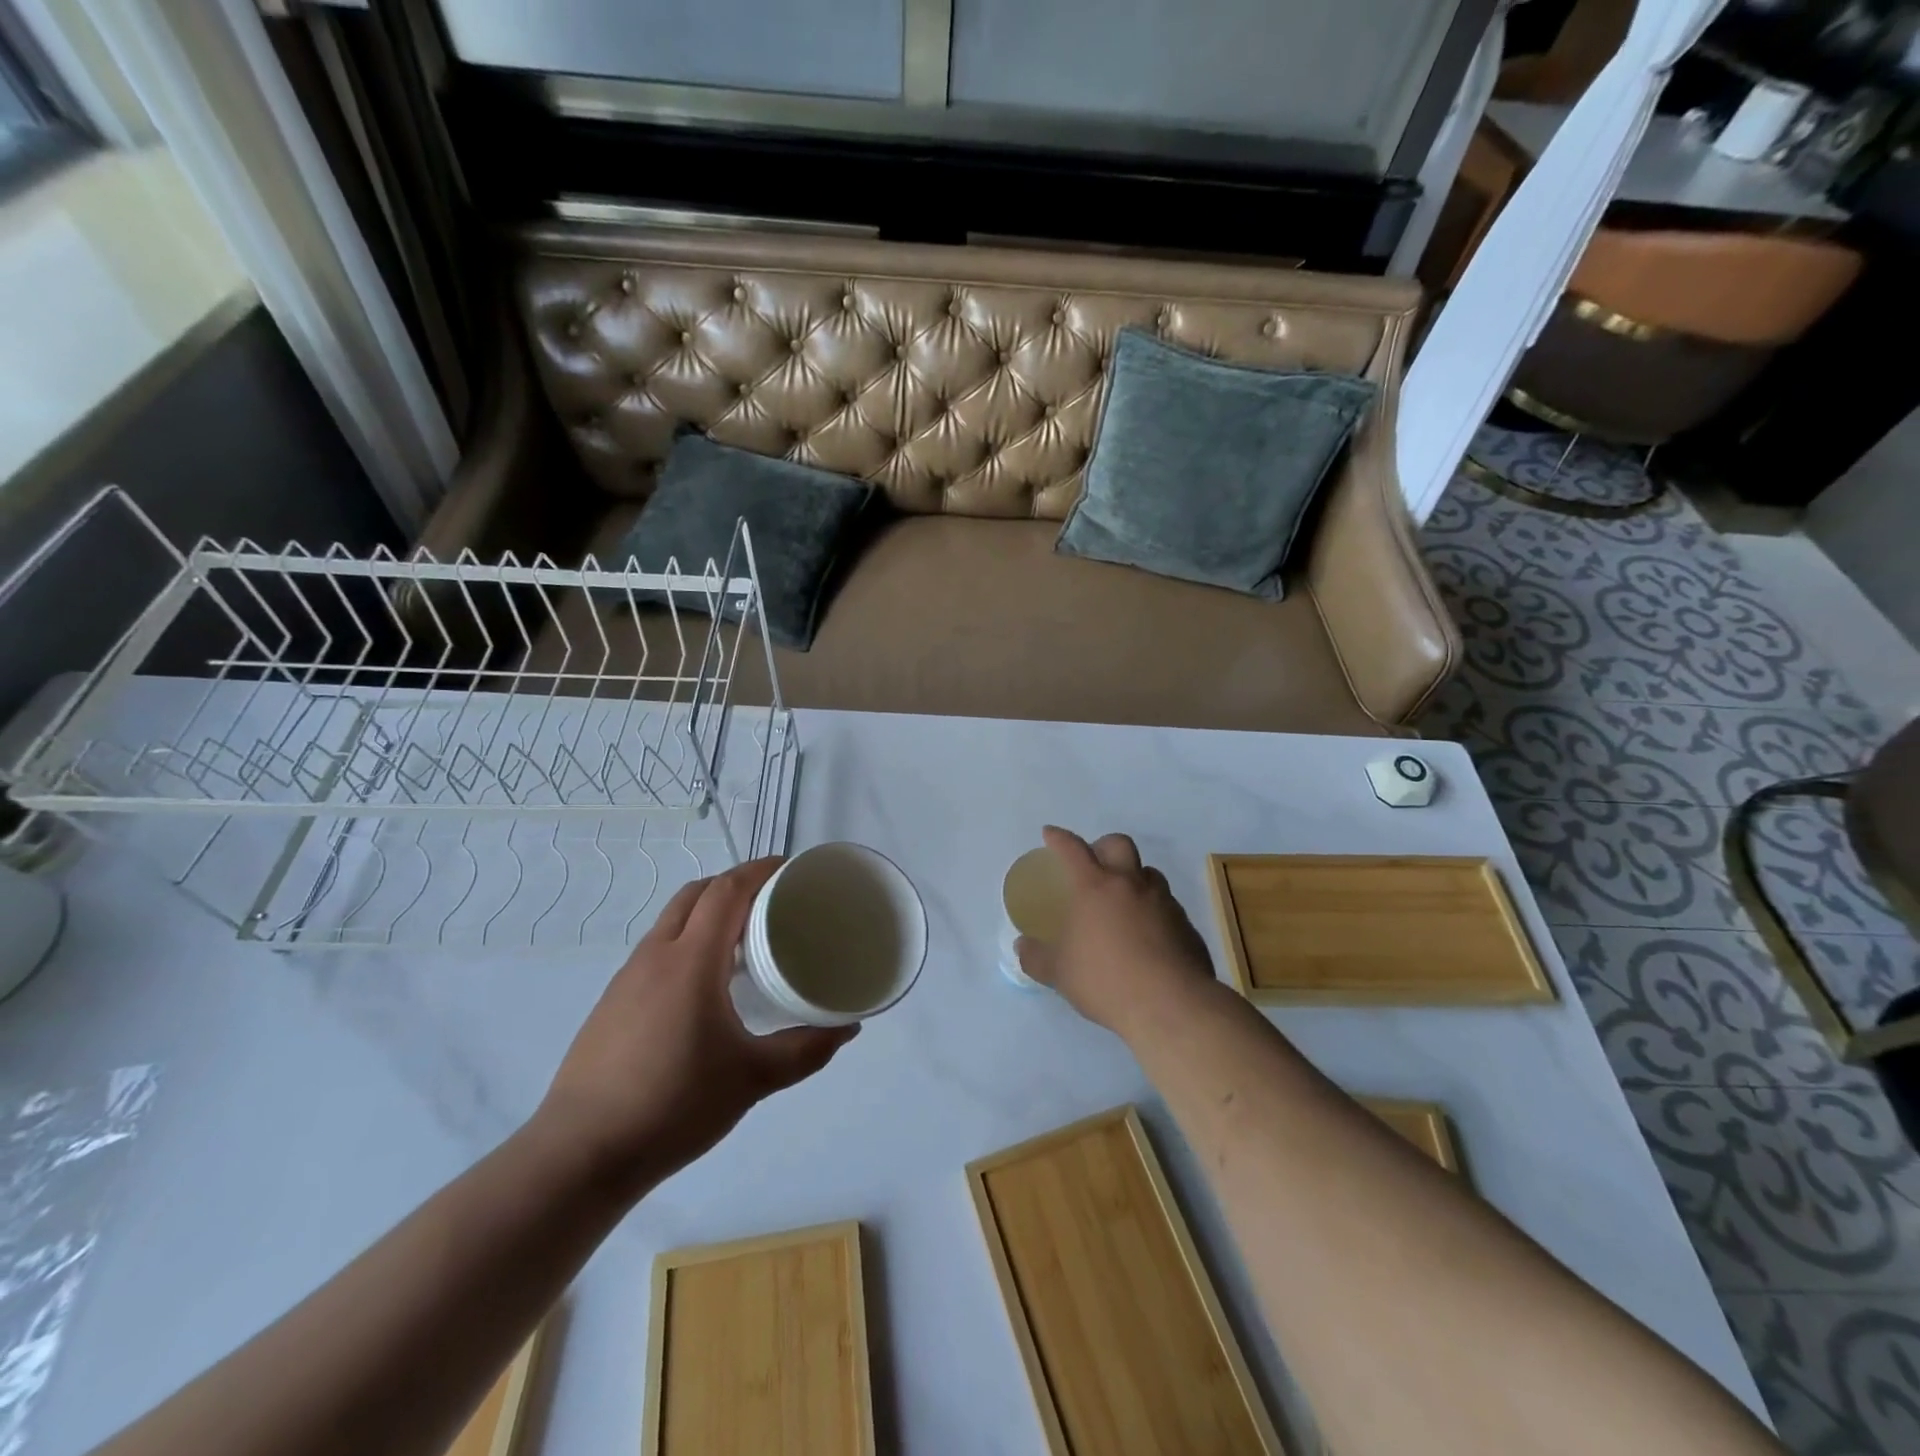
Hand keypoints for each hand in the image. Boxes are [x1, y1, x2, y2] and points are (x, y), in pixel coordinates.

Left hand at [536, 858, 857, 1187]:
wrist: (580, 1155)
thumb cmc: (674, 1105)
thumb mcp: (753, 1078)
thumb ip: (806, 1049)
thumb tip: (847, 1028)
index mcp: (691, 959)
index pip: (726, 890)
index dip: (759, 870)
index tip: (792, 869)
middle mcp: (656, 955)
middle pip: (697, 893)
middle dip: (736, 884)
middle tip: (774, 901)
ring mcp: (627, 978)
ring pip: (673, 921)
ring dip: (709, 912)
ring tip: (746, 939)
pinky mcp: (612, 1003)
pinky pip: (658, 950)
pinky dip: (688, 942)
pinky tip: (706, 985)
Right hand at [1015, 826, 1218, 1038]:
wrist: (1170, 1005)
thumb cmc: (1105, 980)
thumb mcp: (1058, 973)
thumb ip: (1036, 957)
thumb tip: (1022, 946)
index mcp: (1094, 887)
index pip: (1073, 849)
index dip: (1059, 838)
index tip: (1050, 833)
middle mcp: (1130, 884)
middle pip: (1119, 844)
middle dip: (1103, 845)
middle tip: (1094, 863)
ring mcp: (1163, 902)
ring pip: (1148, 873)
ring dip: (1133, 878)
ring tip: (1123, 901)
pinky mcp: (1185, 925)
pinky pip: (1167, 906)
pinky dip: (1154, 911)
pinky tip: (1148, 936)